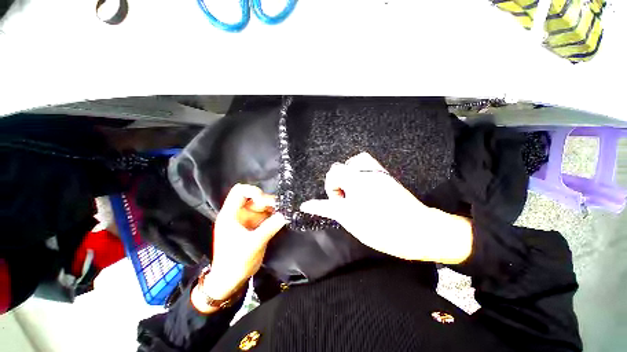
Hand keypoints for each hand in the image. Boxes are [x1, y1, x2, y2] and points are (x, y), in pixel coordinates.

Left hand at [192, 184, 285, 312]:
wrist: (230, 280)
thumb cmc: (235, 262)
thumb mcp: (253, 244)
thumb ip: (269, 227)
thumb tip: (285, 214)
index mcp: (231, 214)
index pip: (239, 191)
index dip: (253, 191)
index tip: (264, 200)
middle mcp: (239, 214)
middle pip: (254, 198)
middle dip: (267, 202)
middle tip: (280, 208)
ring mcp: (247, 220)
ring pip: (262, 206)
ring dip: (273, 208)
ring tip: (283, 213)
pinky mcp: (254, 226)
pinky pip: (266, 215)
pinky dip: (273, 215)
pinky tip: (281, 218)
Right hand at [300, 152, 472, 263]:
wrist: (418, 229)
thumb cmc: (382, 229)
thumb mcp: (350, 220)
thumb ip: (328, 209)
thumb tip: (307, 205)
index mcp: (354, 184)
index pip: (330, 180)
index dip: (325, 193)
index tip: (323, 205)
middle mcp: (363, 174)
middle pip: (338, 169)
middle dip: (336, 185)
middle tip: (343, 201)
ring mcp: (375, 173)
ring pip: (353, 162)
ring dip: (346, 175)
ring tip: (351, 190)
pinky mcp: (384, 175)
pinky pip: (365, 163)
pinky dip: (357, 171)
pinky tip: (361, 186)